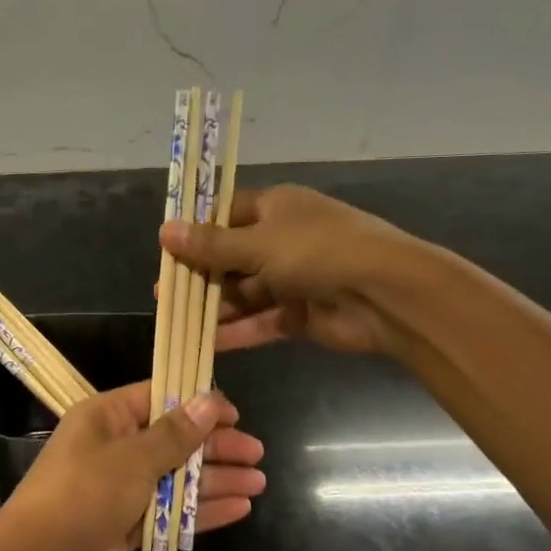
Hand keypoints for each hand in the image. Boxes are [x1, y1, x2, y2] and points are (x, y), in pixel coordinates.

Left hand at [0, 381, 264, 550]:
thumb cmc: (85, 493)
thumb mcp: (133, 457)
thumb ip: (175, 433)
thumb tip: (210, 400)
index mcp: (108, 418)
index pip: (160, 398)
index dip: (198, 403)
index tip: (235, 413)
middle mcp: (117, 447)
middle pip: (175, 439)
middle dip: (215, 446)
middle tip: (256, 452)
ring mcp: (125, 487)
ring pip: (178, 476)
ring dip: (216, 478)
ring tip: (258, 481)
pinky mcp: (132, 522)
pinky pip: (173, 509)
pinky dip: (203, 508)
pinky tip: (240, 507)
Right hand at [161, 184, 433, 357]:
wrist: (386, 294)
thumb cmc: (318, 251)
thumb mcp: (257, 244)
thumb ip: (210, 245)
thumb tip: (165, 231)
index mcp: (276, 207)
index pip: (227, 214)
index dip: (197, 229)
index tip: (166, 248)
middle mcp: (283, 240)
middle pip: (232, 256)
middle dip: (200, 274)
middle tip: (164, 292)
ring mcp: (293, 279)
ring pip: (244, 292)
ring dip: (214, 306)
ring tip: (175, 319)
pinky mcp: (301, 314)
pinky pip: (261, 320)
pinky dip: (237, 331)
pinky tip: (206, 342)